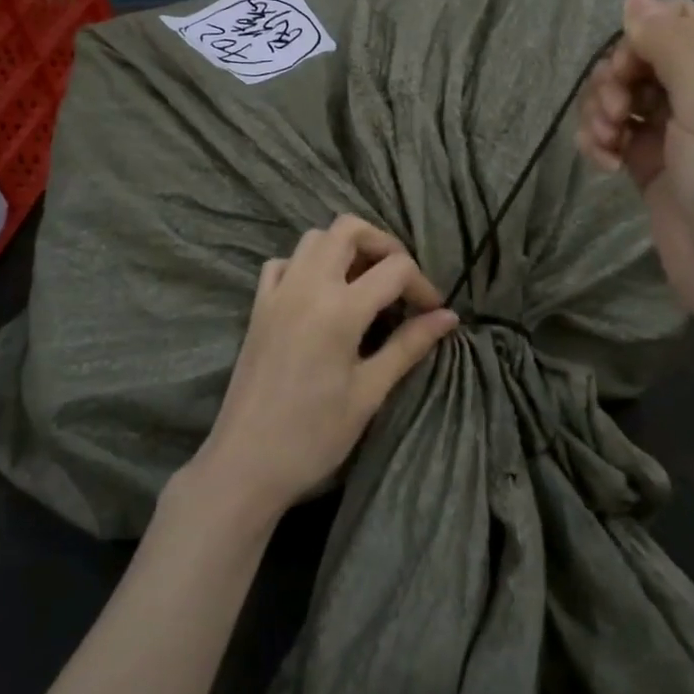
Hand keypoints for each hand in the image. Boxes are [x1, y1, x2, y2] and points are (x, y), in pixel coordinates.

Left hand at [189, 214, 457, 521]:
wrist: (245, 464)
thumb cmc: (313, 436)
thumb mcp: (369, 392)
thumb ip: (408, 346)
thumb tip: (448, 317)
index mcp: (339, 309)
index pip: (395, 269)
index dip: (423, 286)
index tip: (433, 313)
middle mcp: (307, 286)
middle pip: (348, 229)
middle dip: (383, 245)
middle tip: (400, 281)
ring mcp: (277, 293)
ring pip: (314, 238)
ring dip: (346, 248)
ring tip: (365, 284)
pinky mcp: (258, 308)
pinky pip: (283, 263)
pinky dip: (307, 264)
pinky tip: (320, 294)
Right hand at [575, 0, 693, 336]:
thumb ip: (672, 48)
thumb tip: (633, 0)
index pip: (676, 21)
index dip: (638, 42)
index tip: (623, 77)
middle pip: (642, 55)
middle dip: (614, 82)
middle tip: (611, 116)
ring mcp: (683, 126)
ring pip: (622, 93)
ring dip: (601, 113)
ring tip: (605, 146)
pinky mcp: (656, 161)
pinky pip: (617, 130)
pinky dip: (602, 140)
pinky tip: (603, 163)